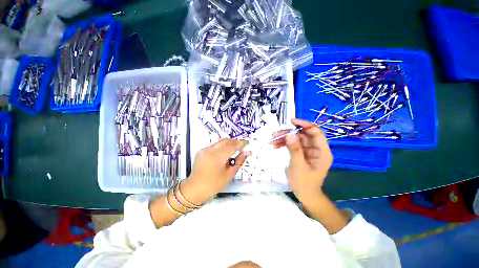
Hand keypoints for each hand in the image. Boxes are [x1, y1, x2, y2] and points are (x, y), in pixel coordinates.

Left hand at [188, 138, 248, 198]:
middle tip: (241, 146)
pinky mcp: (201, 151)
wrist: (194, 189)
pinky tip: (224, 154)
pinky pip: (214, 146)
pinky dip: (221, 147)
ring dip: (228, 144)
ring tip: (234, 150)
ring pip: (220, 142)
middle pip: (225, 141)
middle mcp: (210, 150)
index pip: (232, 145)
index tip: (247, 143)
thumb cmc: (214, 184)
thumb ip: (239, 161)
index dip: (240, 143)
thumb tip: (247, 152)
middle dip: (235, 141)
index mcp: (217, 157)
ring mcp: (204, 150)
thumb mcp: (229, 175)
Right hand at [272, 118, 332, 199]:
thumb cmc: (304, 182)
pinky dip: (284, 144)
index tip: (291, 121)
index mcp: (322, 151)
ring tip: (273, 140)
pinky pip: (293, 145)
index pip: (315, 132)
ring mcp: (308, 151)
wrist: (304, 194)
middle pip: (303, 134)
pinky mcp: (301, 153)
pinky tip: (276, 146)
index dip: (304, 124)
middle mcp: (316, 148)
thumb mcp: (298, 165)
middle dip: (289, 133)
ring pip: (296, 139)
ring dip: (285, 138)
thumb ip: (295, 149)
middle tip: (276, 134)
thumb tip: (289, 134)